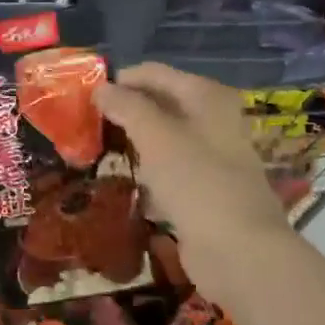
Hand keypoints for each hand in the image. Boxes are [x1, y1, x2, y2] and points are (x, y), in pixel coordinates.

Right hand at [96, 62, 289, 300]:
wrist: (238, 251)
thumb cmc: (197, 182)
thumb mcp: (156, 136)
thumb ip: (127, 107)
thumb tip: (101, 87)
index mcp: (207, 97)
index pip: (155, 73)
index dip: (120, 80)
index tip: (85, 96)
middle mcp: (214, 119)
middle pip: (161, 103)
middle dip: (126, 109)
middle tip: (87, 122)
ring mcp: (213, 155)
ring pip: (164, 137)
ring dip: (135, 140)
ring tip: (100, 147)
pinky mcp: (206, 188)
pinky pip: (170, 168)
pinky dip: (148, 168)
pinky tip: (127, 178)